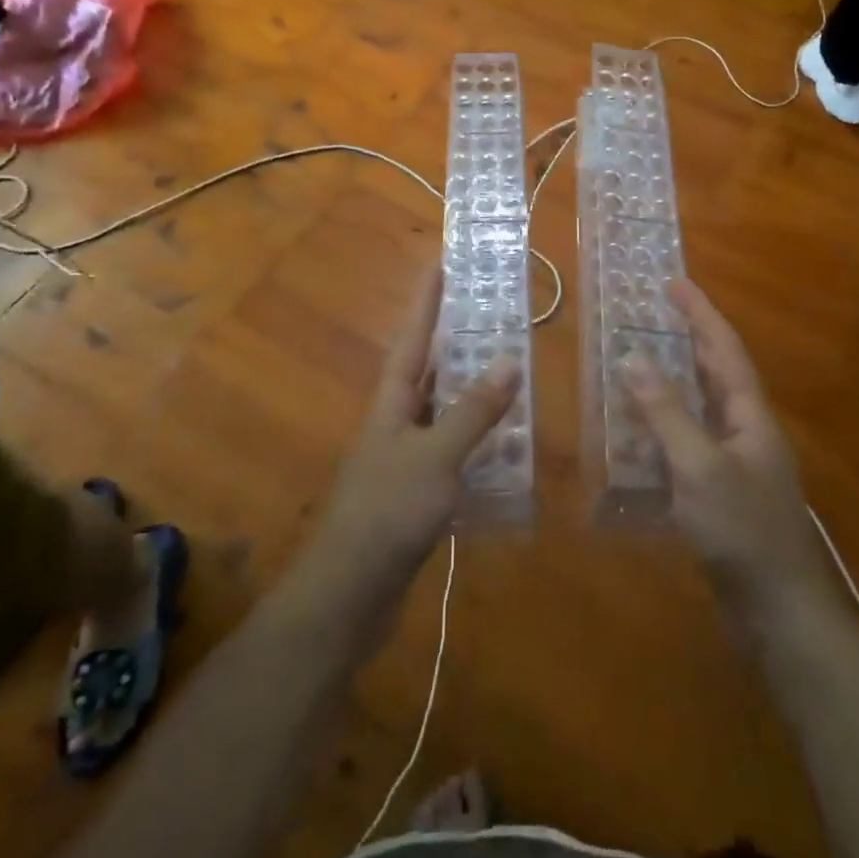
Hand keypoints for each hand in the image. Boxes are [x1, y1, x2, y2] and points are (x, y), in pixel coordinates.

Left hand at [304, 266, 514, 620]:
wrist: (348, 595)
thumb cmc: (387, 512)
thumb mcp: (435, 457)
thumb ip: (473, 411)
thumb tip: (508, 359)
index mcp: (393, 401)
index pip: (414, 337)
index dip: (428, 300)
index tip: (442, 262)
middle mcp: (397, 421)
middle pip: (430, 368)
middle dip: (457, 340)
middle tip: (493, 313)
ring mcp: (405, 457)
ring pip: (444, 410)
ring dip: (473, 391)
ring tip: (510, 369)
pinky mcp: (416, 492)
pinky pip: (452, 450)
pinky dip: (478, 441)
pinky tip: (505, 444)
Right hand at [621, 280, 832, 621]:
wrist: (780, 613)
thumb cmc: (743, 531)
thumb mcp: (699, 466)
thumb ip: (665, 412)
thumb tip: (632, 357)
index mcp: (749, 415)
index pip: (724, 349)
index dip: (700, 313)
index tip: (675, 282)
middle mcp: (745, 431)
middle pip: (715, 373)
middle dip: (687, 340)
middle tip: (653, 314)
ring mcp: (735, 464)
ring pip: (700, 408)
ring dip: (672, 382)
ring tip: (638, 362)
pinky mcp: (721, 494)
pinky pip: (688, 444)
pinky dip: (663, 428)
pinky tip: (637, 434)